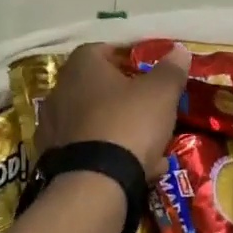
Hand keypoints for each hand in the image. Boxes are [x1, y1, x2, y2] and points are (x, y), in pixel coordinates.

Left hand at [36, 42, 190, 172]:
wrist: (94, 183)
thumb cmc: (128, 123)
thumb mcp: (160, 93)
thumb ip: (170, 69)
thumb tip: (179, 50)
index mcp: (81, 66)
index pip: (103, 49)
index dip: (127, 58)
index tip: (148, 72)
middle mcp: (60, 90)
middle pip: (98, 87)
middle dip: (125, 97)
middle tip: (150, 108)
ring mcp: (53, 126)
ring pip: (94, 120)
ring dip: (118, 128)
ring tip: (149, 144)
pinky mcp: (53, 158)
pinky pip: (88, 148)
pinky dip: (109, 154)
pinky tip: (136, 169)